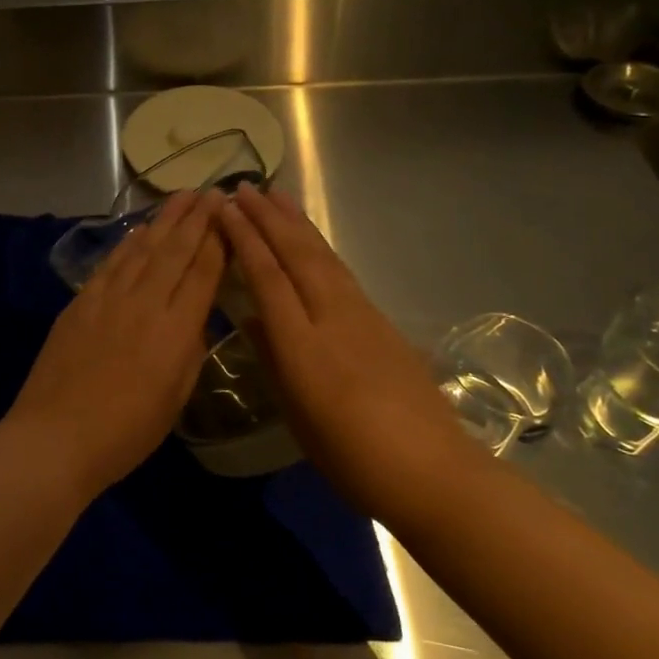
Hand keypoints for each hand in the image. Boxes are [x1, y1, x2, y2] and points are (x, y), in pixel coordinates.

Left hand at [3, 189, 226, 501]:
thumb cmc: (125, 432)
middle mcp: (145, 303)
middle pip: (176, 250)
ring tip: (182, 196)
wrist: (56, 436)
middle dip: (196, 218)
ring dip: (165, 220)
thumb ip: (190, 351)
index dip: (219, 240)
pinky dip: (129, 242)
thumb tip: (196, 318)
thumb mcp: (175, 398)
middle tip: (212, 191)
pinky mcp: (81, 302)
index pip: (204, 272)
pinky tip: (140, 229)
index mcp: (176, 330)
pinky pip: (112, 263)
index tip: (229, 214)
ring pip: (143, 249)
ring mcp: (109, 298)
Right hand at [218, 183, 461, 484]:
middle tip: (244, 187)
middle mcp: (332, 317)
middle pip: (297, 255)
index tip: (226, 211)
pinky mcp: (382, 322)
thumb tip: (254, 319)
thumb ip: (272, 359)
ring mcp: (363, 315)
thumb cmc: (351, 456)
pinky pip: (341, 272)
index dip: (246, 240)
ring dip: (297, 223)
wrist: (432, 471)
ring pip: (323, 257)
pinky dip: (320, 247)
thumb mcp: (297, 414)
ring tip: (277, 196)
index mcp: (302, 345)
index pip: (268, 277)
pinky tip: (312, 242)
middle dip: (268, 218)